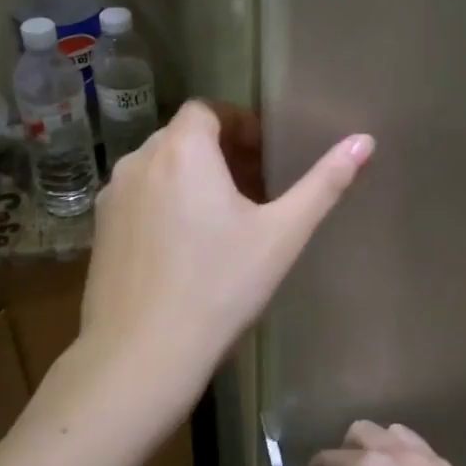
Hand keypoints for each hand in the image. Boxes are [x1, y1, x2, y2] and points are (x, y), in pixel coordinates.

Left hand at [79, 100, 373, 415]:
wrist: (142, 355)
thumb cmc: (220, 288)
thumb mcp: (282, 235)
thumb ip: (324, 183)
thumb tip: (365, 140)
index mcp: (183, 151)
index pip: (207, 109)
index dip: (239, 124)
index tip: (264, 156)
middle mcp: (139, 161)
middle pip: (183, 137)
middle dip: (219, 152)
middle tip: (253, 189)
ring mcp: (113, 197)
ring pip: (158, 168)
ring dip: (190, 178)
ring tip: (221, 219)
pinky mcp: (99, 231)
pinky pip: (138, 198)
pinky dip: (163, 203)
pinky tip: (184, 248)